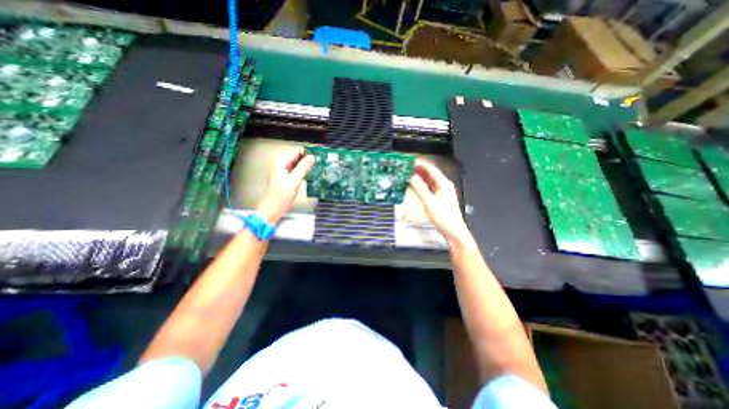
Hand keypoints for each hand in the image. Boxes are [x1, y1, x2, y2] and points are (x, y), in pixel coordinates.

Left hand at [253, 147, 314, 223]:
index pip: (296, 151)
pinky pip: (296, 170)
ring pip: (296, 164)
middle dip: (307, 158)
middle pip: (296, 157)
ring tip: (318, 166)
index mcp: (280, 163)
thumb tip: (312, 157)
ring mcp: (283, 172)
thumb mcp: (294, 181)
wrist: (272, 209)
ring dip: (306, 165)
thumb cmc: (281, 195)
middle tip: (320, 160)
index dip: (307, 152)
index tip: (318, 153)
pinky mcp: (286, 178)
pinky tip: (310, 173)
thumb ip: (303, 168)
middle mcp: (280, 165)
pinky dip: (303, 171)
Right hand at [407, 157, 475, 247]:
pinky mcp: (438, 197)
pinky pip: (428, 187)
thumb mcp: (430, 203)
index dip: (420, 164)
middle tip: (406, 167)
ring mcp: (441, 192)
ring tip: (408, 174)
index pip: (431, 169)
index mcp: (444, 184)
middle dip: (418, 169)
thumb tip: (412, 178)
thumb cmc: (445, 219)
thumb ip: (420, 189)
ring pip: (428, 180)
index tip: (410, 162)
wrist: (453, 231)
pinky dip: (421, 185)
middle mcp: (443, 186)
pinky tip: (414, 185)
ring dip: (419, 177)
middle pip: (430, 173)